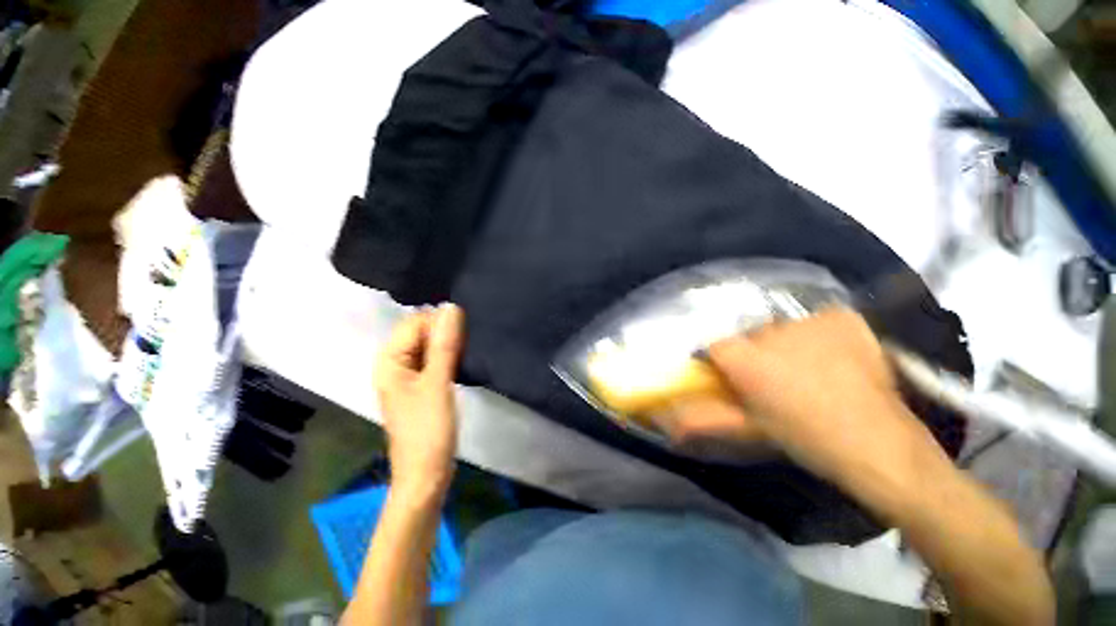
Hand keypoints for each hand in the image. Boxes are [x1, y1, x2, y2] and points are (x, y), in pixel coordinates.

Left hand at [375, 304, 464, 497]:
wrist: (424, 476)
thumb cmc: (428, 432)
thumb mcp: (438, 385)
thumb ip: (444, 345)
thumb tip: (451, 307)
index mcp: (388, 360)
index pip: (414, 322)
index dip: (439, 324)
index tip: (465, 336)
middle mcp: (391, 365)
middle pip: (418, 334)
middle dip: (442, 336)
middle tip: (469, 346)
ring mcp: (402, 380)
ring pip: (426, 350)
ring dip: (445, 350)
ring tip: (468, 356)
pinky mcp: (415, 392)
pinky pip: (429, 366)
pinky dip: (444, 364)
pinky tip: (460, 369)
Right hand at [659, 308, 945, 487]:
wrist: (873, 435)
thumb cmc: (809, 443)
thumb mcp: (758, 436)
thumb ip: (711, 422)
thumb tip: (669, 422)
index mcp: (752, 363)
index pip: (716, 346)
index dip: (720, 362)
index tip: (731, 382)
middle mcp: (777, 331)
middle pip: (755, 336)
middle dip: (760, 356)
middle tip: (779, 387)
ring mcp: (814, 319)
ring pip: (790, 328)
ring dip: (793, 346)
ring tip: (816, 376)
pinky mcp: (843, 315)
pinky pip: (822, 322)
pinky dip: (824, 337)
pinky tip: (840, 362)